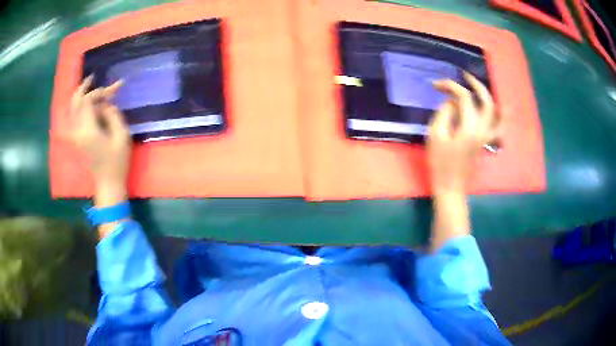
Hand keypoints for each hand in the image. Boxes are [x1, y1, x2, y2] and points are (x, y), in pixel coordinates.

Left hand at [66, 76, 130, 205]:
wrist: (108, 183)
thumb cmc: (117, 162)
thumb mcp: (121, 136)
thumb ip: (113, 115)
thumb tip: (106, 105)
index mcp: (88, 131)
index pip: (88, 101)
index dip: (100, 91)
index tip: (115, 88)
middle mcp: (78, 131)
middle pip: (75, 103)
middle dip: (84, 88)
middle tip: (92, 77)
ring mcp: (75, 136)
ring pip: (72, 110)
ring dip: (79, 96)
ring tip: (88, 86)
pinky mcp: (77, 139)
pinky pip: (73, 118)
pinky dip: (76, 107)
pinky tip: (83, 103)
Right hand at [427, 72, 499, 195]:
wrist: (450, 186)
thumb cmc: (440, 163)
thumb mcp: (436, 136)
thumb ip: (444, 113)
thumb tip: (451, 104)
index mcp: (470, 127)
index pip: (464, 97)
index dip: (450, 86)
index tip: (435, 85)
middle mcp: (483, 129)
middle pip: (487, 100)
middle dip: (475, 84)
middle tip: (463, 75)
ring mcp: (486, 136)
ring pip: (495, 112)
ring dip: (487, 97)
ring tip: (477, 88)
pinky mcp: (485, 142)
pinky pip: (496, 124)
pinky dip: (494, 114)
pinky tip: (489, 110)